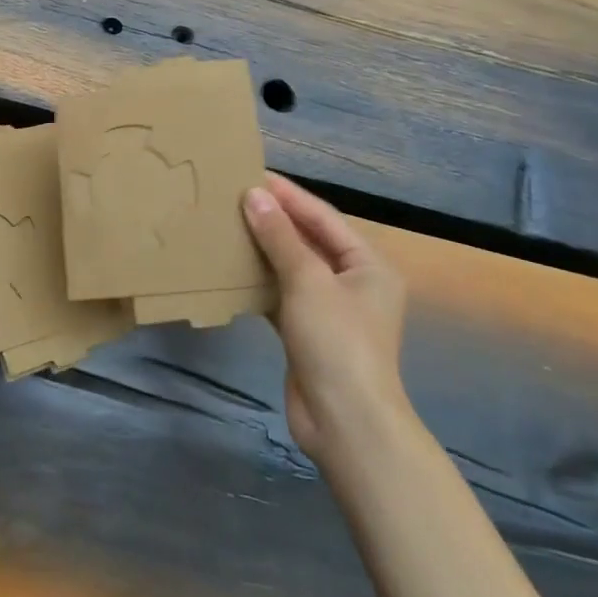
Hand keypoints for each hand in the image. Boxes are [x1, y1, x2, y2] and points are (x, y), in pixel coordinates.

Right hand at [243, 174, 409, 461]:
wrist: (345, 422)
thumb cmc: (337, 341)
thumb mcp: (308, 280)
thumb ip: (280, 237)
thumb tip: (254, 195)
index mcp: (368, 264)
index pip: (322, 217)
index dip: (288, 195)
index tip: (253, 174)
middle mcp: (353, 282)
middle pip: (309, 240)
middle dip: (275, 220)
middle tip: (235, 196)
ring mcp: (331, 310)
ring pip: (293, 268)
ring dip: (265, 249)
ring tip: (229, 225)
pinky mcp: (308, 333)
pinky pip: (282, 295)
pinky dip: (260, 282)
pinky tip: (232, 270)